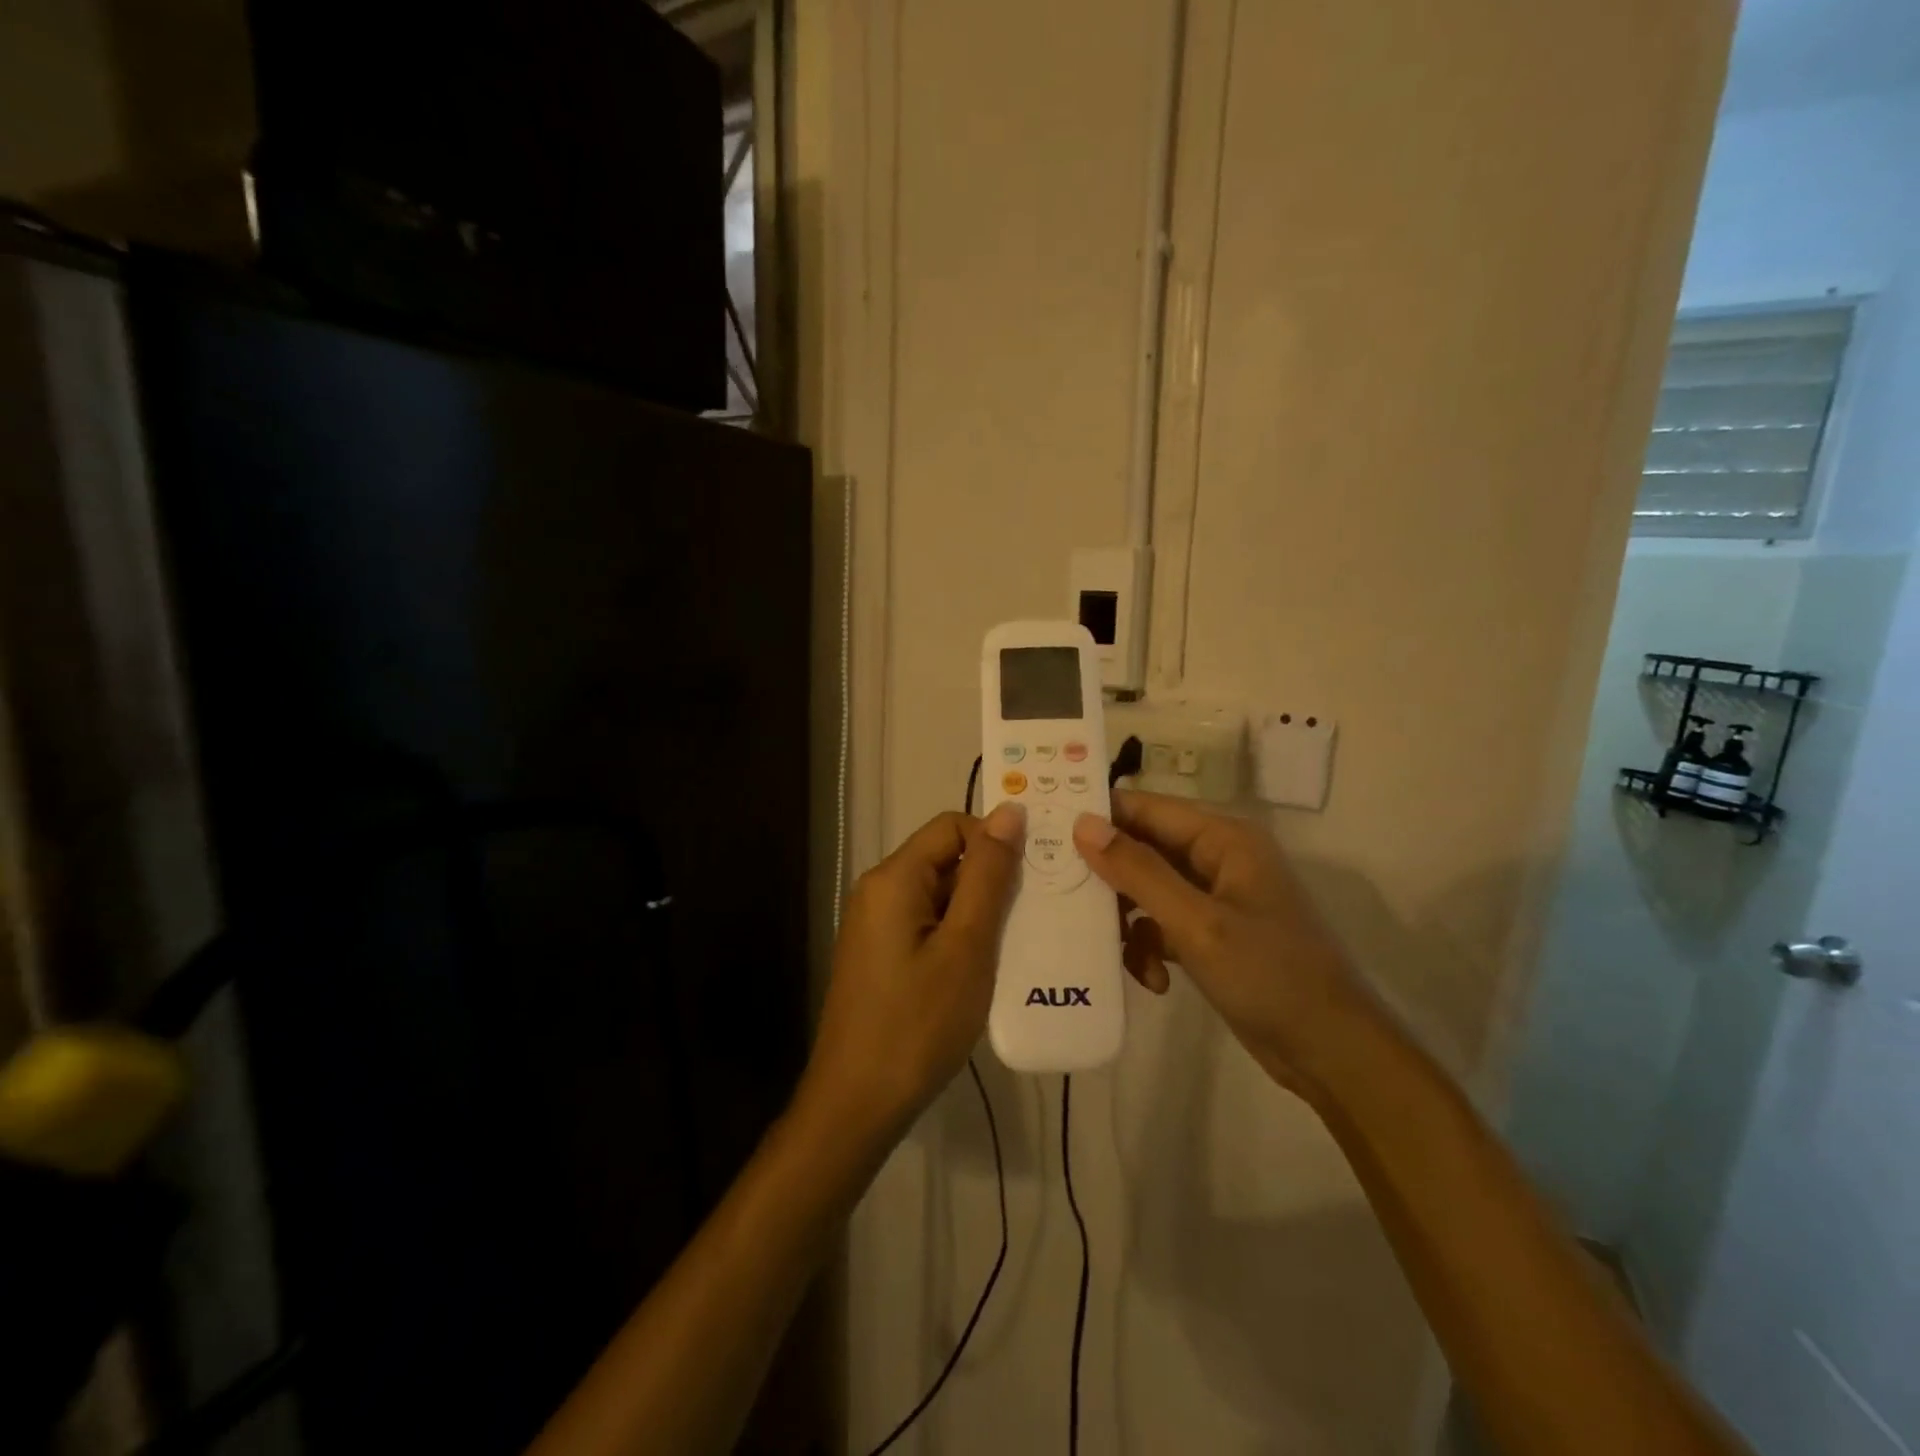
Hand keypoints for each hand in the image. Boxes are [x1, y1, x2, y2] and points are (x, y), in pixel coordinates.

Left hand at [801, 804, 1024, 1138]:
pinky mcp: (883, 955)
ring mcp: (878, 926)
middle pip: (945, 859)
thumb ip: (988, 875)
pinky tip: (989, 966)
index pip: (952, 826)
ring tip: (1023, 939)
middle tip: (1039, 909)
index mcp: (894, 878)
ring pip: (941, 894)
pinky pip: (929, 924)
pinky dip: (962, 934)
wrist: (858, 1104)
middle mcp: (879, 891)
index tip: (1036, 872)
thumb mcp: (966, 945)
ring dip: (981, 910)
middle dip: (992, 878)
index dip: (996, 839)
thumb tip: (1009, 811)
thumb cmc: (918, 1023)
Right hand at [1072, 790, 1364, 1093]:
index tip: (1046, 835)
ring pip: (1146, 890)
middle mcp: (1217, 857)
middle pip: (1142, 849)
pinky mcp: (1211, 933)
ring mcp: (1214, 897)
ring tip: (1120, 955)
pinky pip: (1162, 924)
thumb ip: (1138, 871)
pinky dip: (1150, 947)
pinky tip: (1154, 980)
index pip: (1145, 808)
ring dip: (1129, 922)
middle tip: (1066, 902)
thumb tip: (1082, 824)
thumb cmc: (1269, 976)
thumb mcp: (1196, 923)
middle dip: (1109, 879)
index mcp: (1223, 837)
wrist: (1330, 1053)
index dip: (1098, 818)